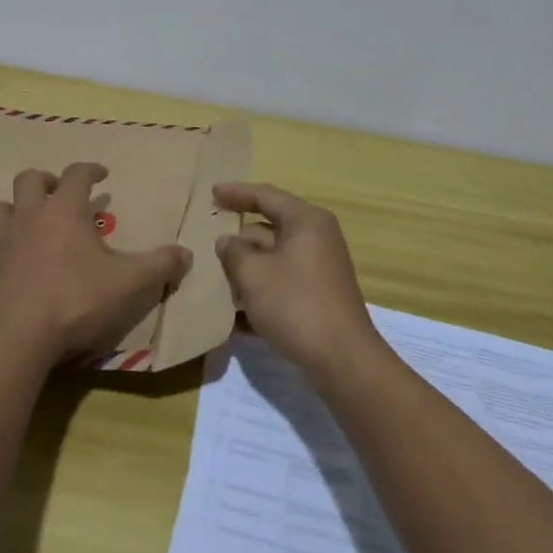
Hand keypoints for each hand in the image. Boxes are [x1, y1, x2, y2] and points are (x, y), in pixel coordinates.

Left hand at [0, 163, 191, 368]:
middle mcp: (27, 217)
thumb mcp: (131, 283)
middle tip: (57, 193)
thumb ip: (161, 265)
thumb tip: (187, 253)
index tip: (101, 175)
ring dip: (10, 212)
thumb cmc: (76, 301)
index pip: (77, 174)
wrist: (17, 337)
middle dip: (44, 181)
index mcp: (64, 211)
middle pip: (28, 180)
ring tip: (24, 224)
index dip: (90, 169)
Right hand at [213, 183, 381, 377]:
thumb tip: (227, 241)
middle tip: (209, 238)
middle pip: (270, 226)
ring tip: (217, 276)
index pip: (265, 195)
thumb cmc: (295, 305)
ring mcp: (321, 266)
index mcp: (305, 221)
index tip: (211, 193)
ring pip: (275, 255)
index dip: (236, 193)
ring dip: (248, 266)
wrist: (342, 359)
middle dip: (240, 237)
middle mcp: (317, 236)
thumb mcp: (253, 275)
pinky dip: (262, 287)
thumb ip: (234, 252)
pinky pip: (283, 279)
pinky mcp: (320, 293)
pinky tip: (237, 311)